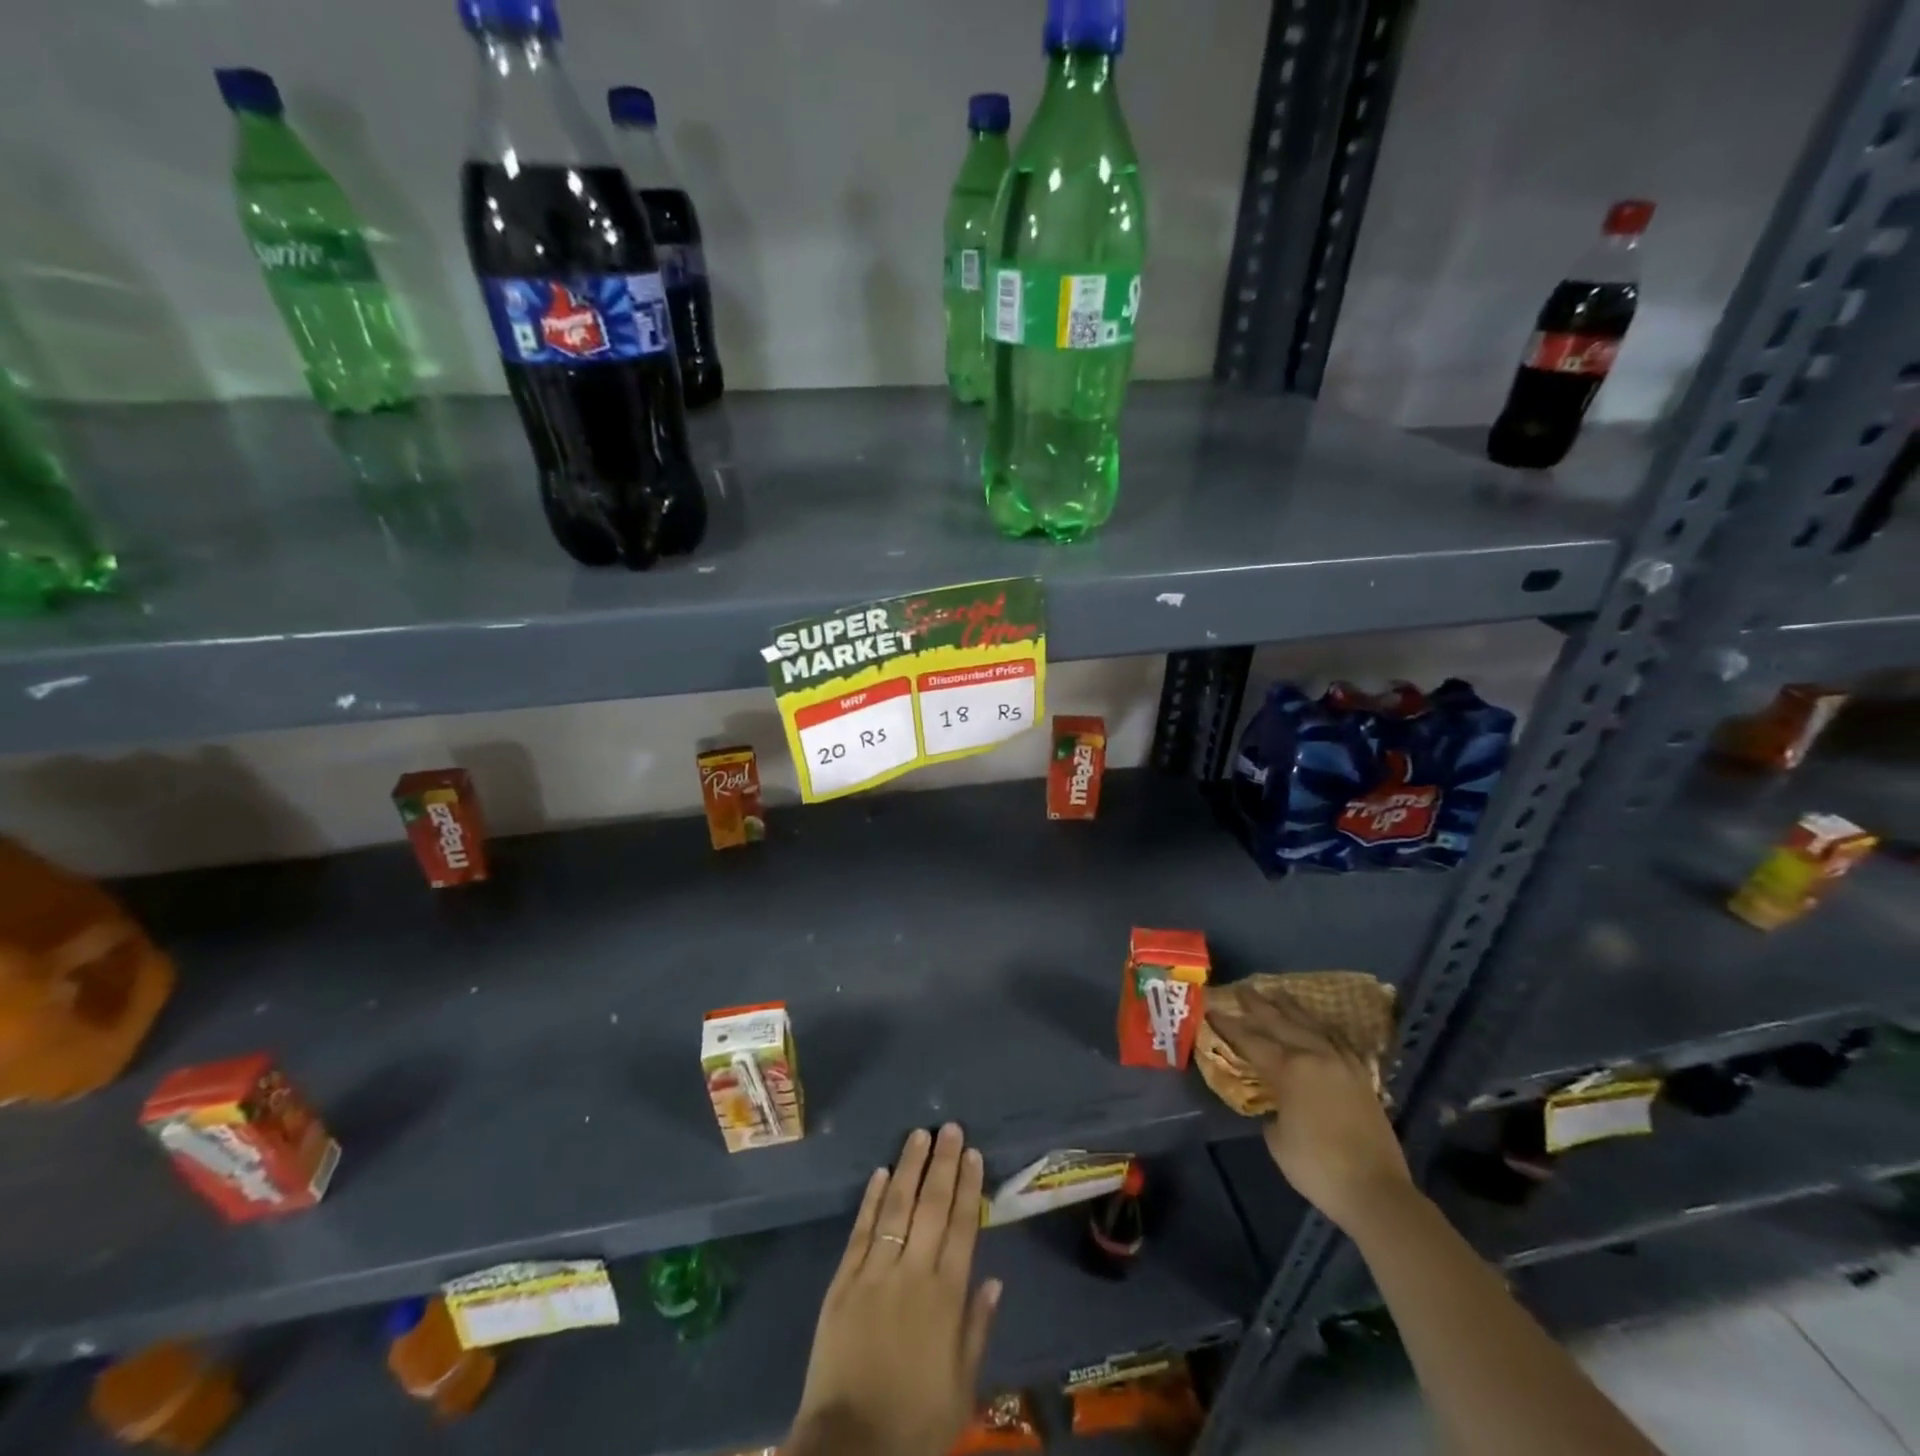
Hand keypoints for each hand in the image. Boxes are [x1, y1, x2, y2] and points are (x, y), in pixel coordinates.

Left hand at [790, 1125, 1000, 1455]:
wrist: (850, 1449)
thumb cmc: (915, 1422)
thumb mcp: (962, 1387)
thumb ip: (977, 1328)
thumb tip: (995, 1279)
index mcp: (945, 1298)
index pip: (961, 1227)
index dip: (967, 1187)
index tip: (972, 1153)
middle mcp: (912, 1274)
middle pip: (931, 1207)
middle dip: (942, 1164)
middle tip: (949, 1127)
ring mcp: (874, 1274)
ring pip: (896, 1208)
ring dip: (909, 1168)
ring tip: (919, 1135)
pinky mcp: (843, 1283)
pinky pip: (861, 1232)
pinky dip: (872, 1200)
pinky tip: (881, 1173)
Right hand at [1204, 988, 1412, 1231]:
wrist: (1376, 1191)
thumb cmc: (1317, 1167)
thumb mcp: (1277, 1138)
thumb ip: (1272, 1109)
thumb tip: (1277, 1103)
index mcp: (1290, 1069)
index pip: (1251, 1040)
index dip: (1229, 1025)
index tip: (1212, 1008)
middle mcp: (1315, 1056)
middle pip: (1281, 1023)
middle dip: (1258, 1006)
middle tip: (1241, 989)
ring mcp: (1342, 1063)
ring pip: (1312, 1025)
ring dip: (1291, 1008)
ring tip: (1277, 994)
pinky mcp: (1361, 1077)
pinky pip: (1337, 1040)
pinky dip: (1322, 1028)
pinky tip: (1317, 1024)